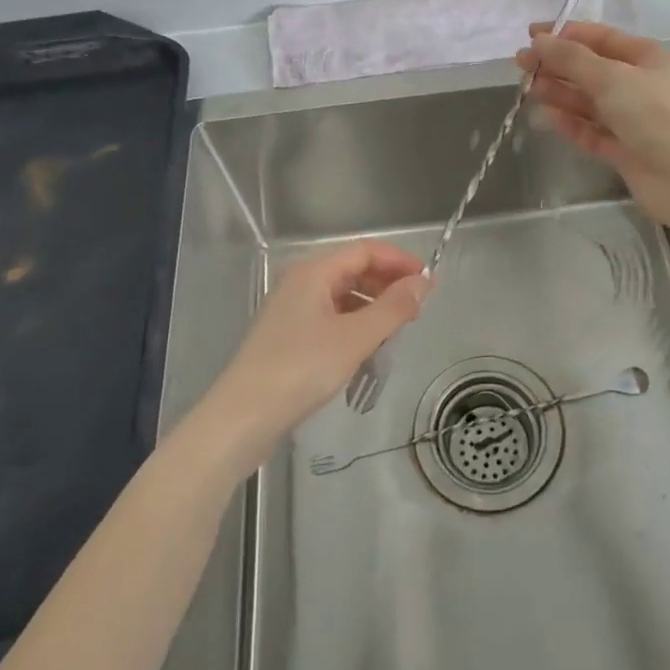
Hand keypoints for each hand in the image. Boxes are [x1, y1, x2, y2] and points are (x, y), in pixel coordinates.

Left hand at [191, 241, 431, 476]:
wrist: (240, 419)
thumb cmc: (300, 370)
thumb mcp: (355, 338)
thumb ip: (393, 308)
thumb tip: (424, 282)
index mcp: (313, 272)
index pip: (365, 250)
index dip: (399, 261)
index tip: (429, 281)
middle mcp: (300, 283)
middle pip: (353, 270)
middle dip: (387, 284)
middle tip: (417, 309)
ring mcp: (291, 311)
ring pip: (342, 297)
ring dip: (373, 307)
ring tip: (397, 332)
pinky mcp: (287, 338)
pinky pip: (330, 319)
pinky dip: (354, 326)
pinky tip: (367, 350)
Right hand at [517, 21, 669, 229]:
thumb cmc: (655, 113)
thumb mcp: (612, 77)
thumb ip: (572, 59)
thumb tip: (539, 41)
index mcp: (648, 58)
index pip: (602, 38)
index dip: (566, 35)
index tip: (532, 36)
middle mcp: (642, 86)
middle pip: (593, 70)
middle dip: (558, 65)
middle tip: (520, 64)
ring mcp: (634, 121)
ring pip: (590, 102)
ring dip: (560, 93)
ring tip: (528, 88)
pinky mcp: (625, 151)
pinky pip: (592, 131)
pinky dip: (570, 123)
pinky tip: (546, 117)